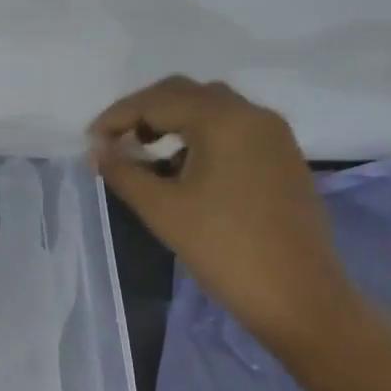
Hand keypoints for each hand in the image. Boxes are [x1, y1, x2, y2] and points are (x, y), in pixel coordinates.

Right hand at [88, 76, 357, 348]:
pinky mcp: (284, 157)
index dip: (117, 117)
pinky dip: (201, 135)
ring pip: (212, 108)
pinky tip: (183, 167)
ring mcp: (274, 135)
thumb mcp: (163, 210)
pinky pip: (234, 128)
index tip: (90, 142)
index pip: (157, 101)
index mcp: (223, 120)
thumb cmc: (224, 250)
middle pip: (186, 93)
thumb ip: (124, 172)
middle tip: (115, 141)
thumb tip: (98, 149)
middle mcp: (253, 114)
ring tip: (145, 153)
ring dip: (173, 121)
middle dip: (145, 111)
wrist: (300, 297)